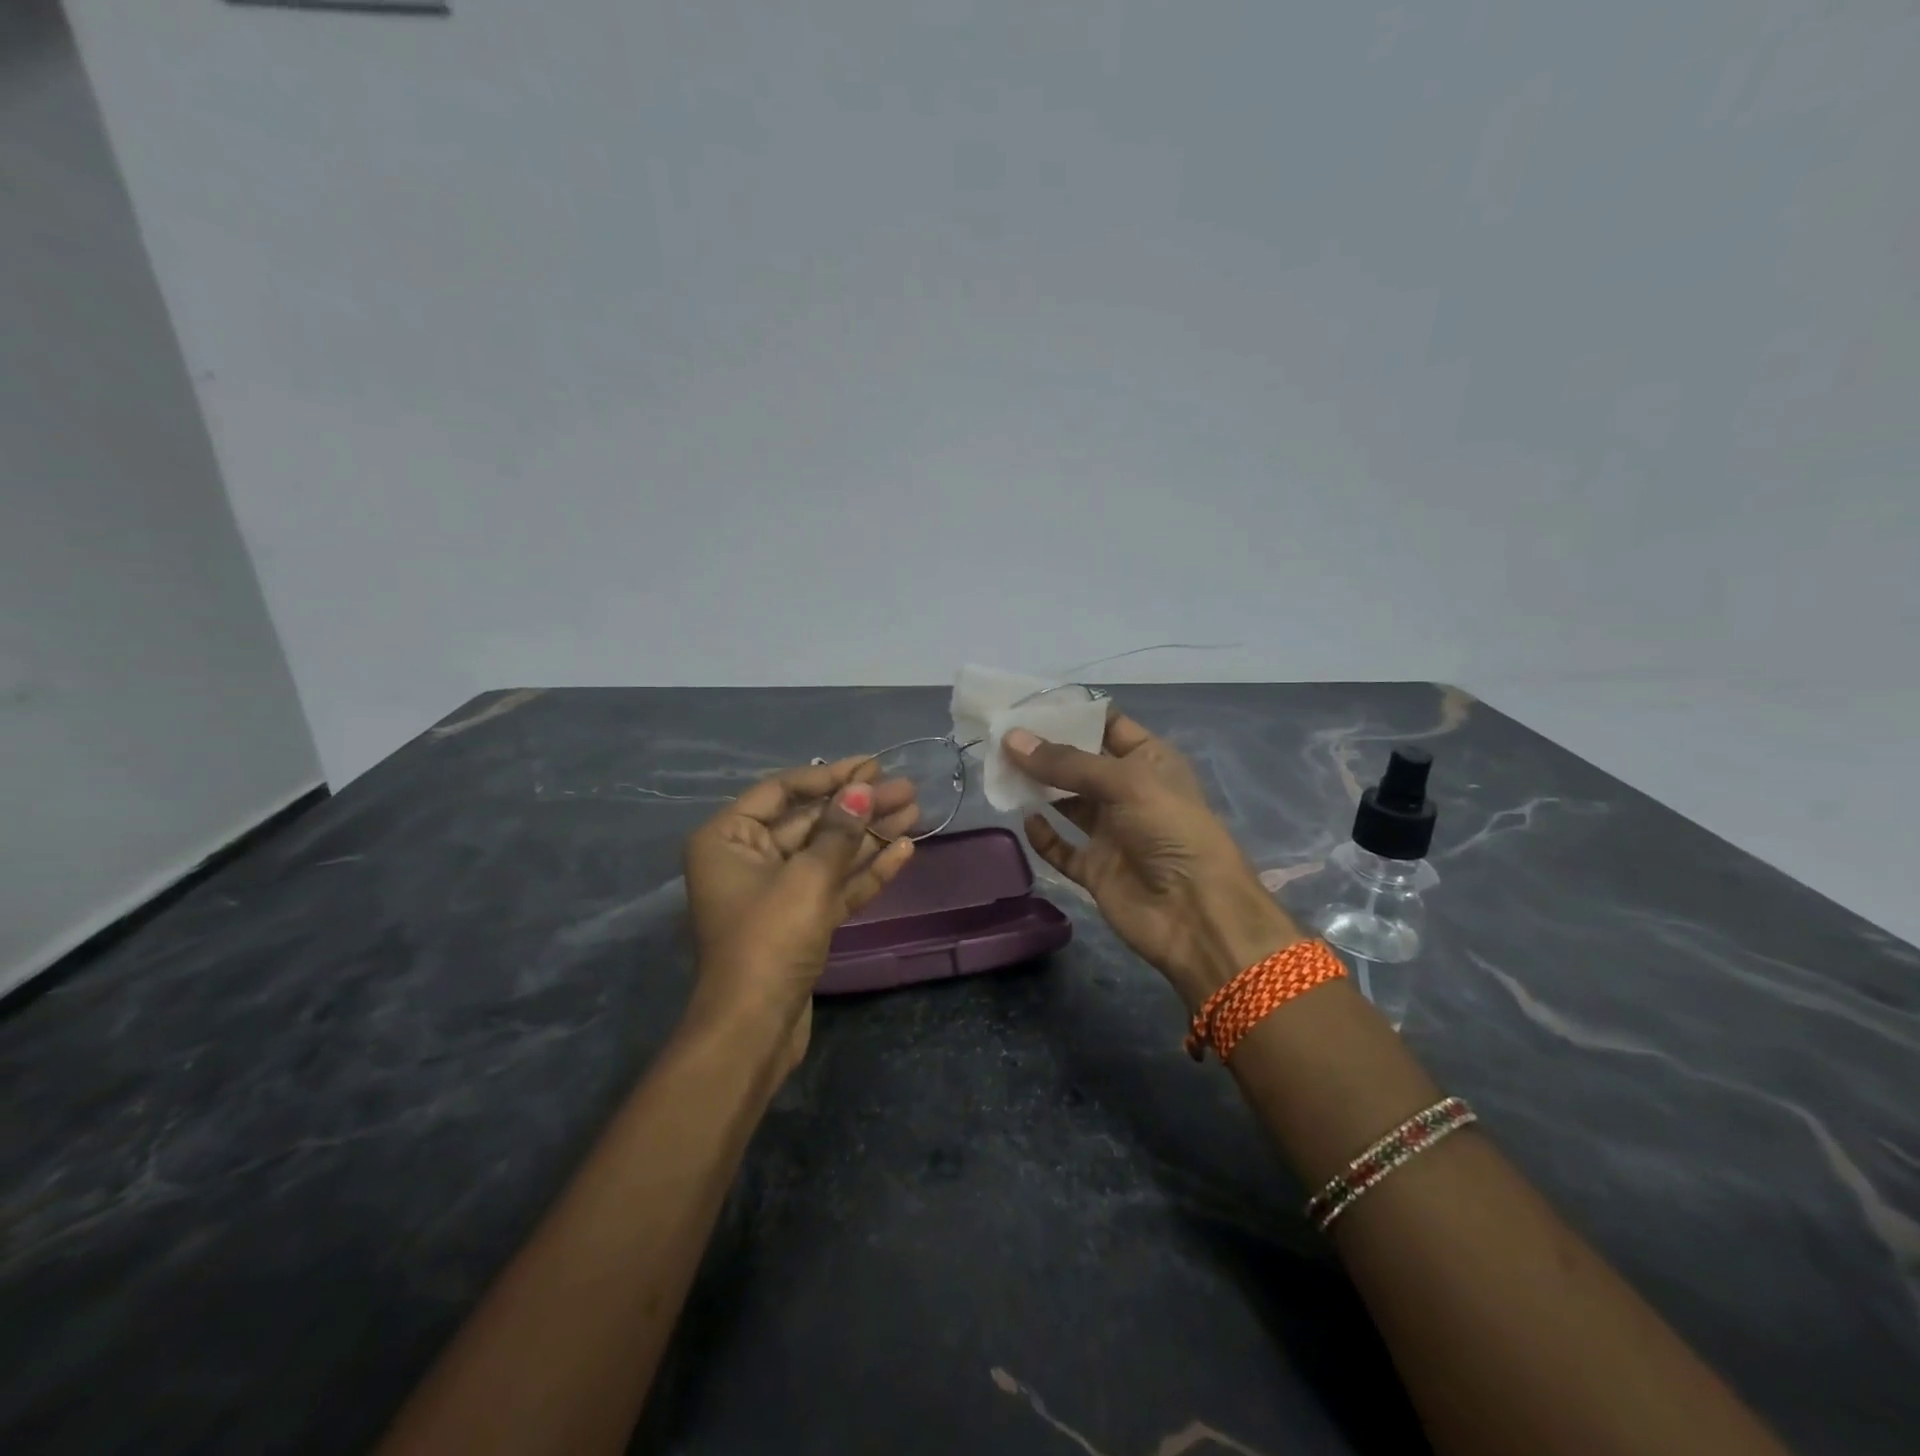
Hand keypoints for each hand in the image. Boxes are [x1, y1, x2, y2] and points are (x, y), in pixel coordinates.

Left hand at [683, 757, 917, 1075]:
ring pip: (829, 854)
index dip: (830, 776)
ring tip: (915, 812)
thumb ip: (838, 830)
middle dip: (859, 806)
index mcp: (729, 839)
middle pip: (811, 822)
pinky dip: (866, 870)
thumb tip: (863, 789)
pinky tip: (903, 850)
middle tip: (907, 789)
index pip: (782, 791)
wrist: (754, 1029)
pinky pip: (834, 886)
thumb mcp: (807, 877)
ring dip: (870, 835)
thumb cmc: (770, 939)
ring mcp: (776, 893)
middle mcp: (748, 859)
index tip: (872, 766)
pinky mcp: (800, 922)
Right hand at [1005, 712, 1302, 1009]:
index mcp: (1149, 760)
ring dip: (1038, 788)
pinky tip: (1024, 820)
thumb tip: (1011, 739)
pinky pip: (1062, 848)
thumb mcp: (1124, 782)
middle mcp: (1128, 792)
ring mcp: (1111, 832)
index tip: (1026, 704)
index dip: (1071, 713)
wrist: (1196, 915)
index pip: (1107, 725)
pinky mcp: (1096, 868)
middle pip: (1079, 763)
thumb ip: (1066, 763)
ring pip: (1066, 803)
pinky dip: (1043, 836)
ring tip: (1000, 770)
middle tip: (1000, 736)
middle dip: (1045, 750)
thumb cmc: (1170, 831)